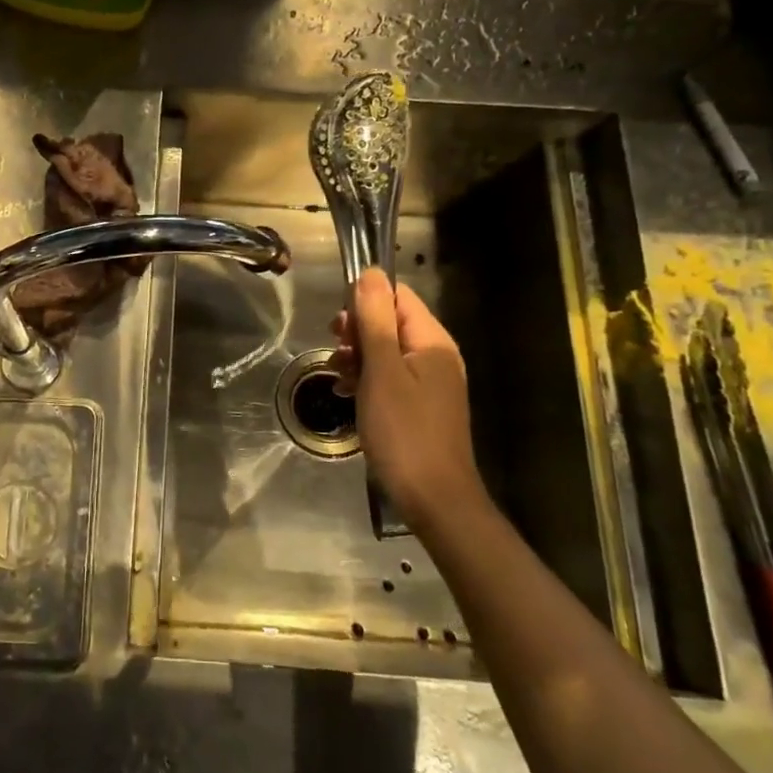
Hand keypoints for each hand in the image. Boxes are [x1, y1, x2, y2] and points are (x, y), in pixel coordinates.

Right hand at [333, 268, 487, 532]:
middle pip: (390, 322)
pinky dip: (366, 380)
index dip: (364, 303)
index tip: (339, 328)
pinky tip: (347, 395)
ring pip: (385, 352)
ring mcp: (429, 383)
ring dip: (358, 358)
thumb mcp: (382, 371)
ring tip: (339, 378)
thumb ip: (375, 320)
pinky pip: (389, 378)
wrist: (434, 499)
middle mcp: (435, 356)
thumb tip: (371, 273)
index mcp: (432, 341)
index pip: (397, 296)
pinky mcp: (420, 406)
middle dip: (358, 332)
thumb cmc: (405, 431)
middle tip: (337, 354)